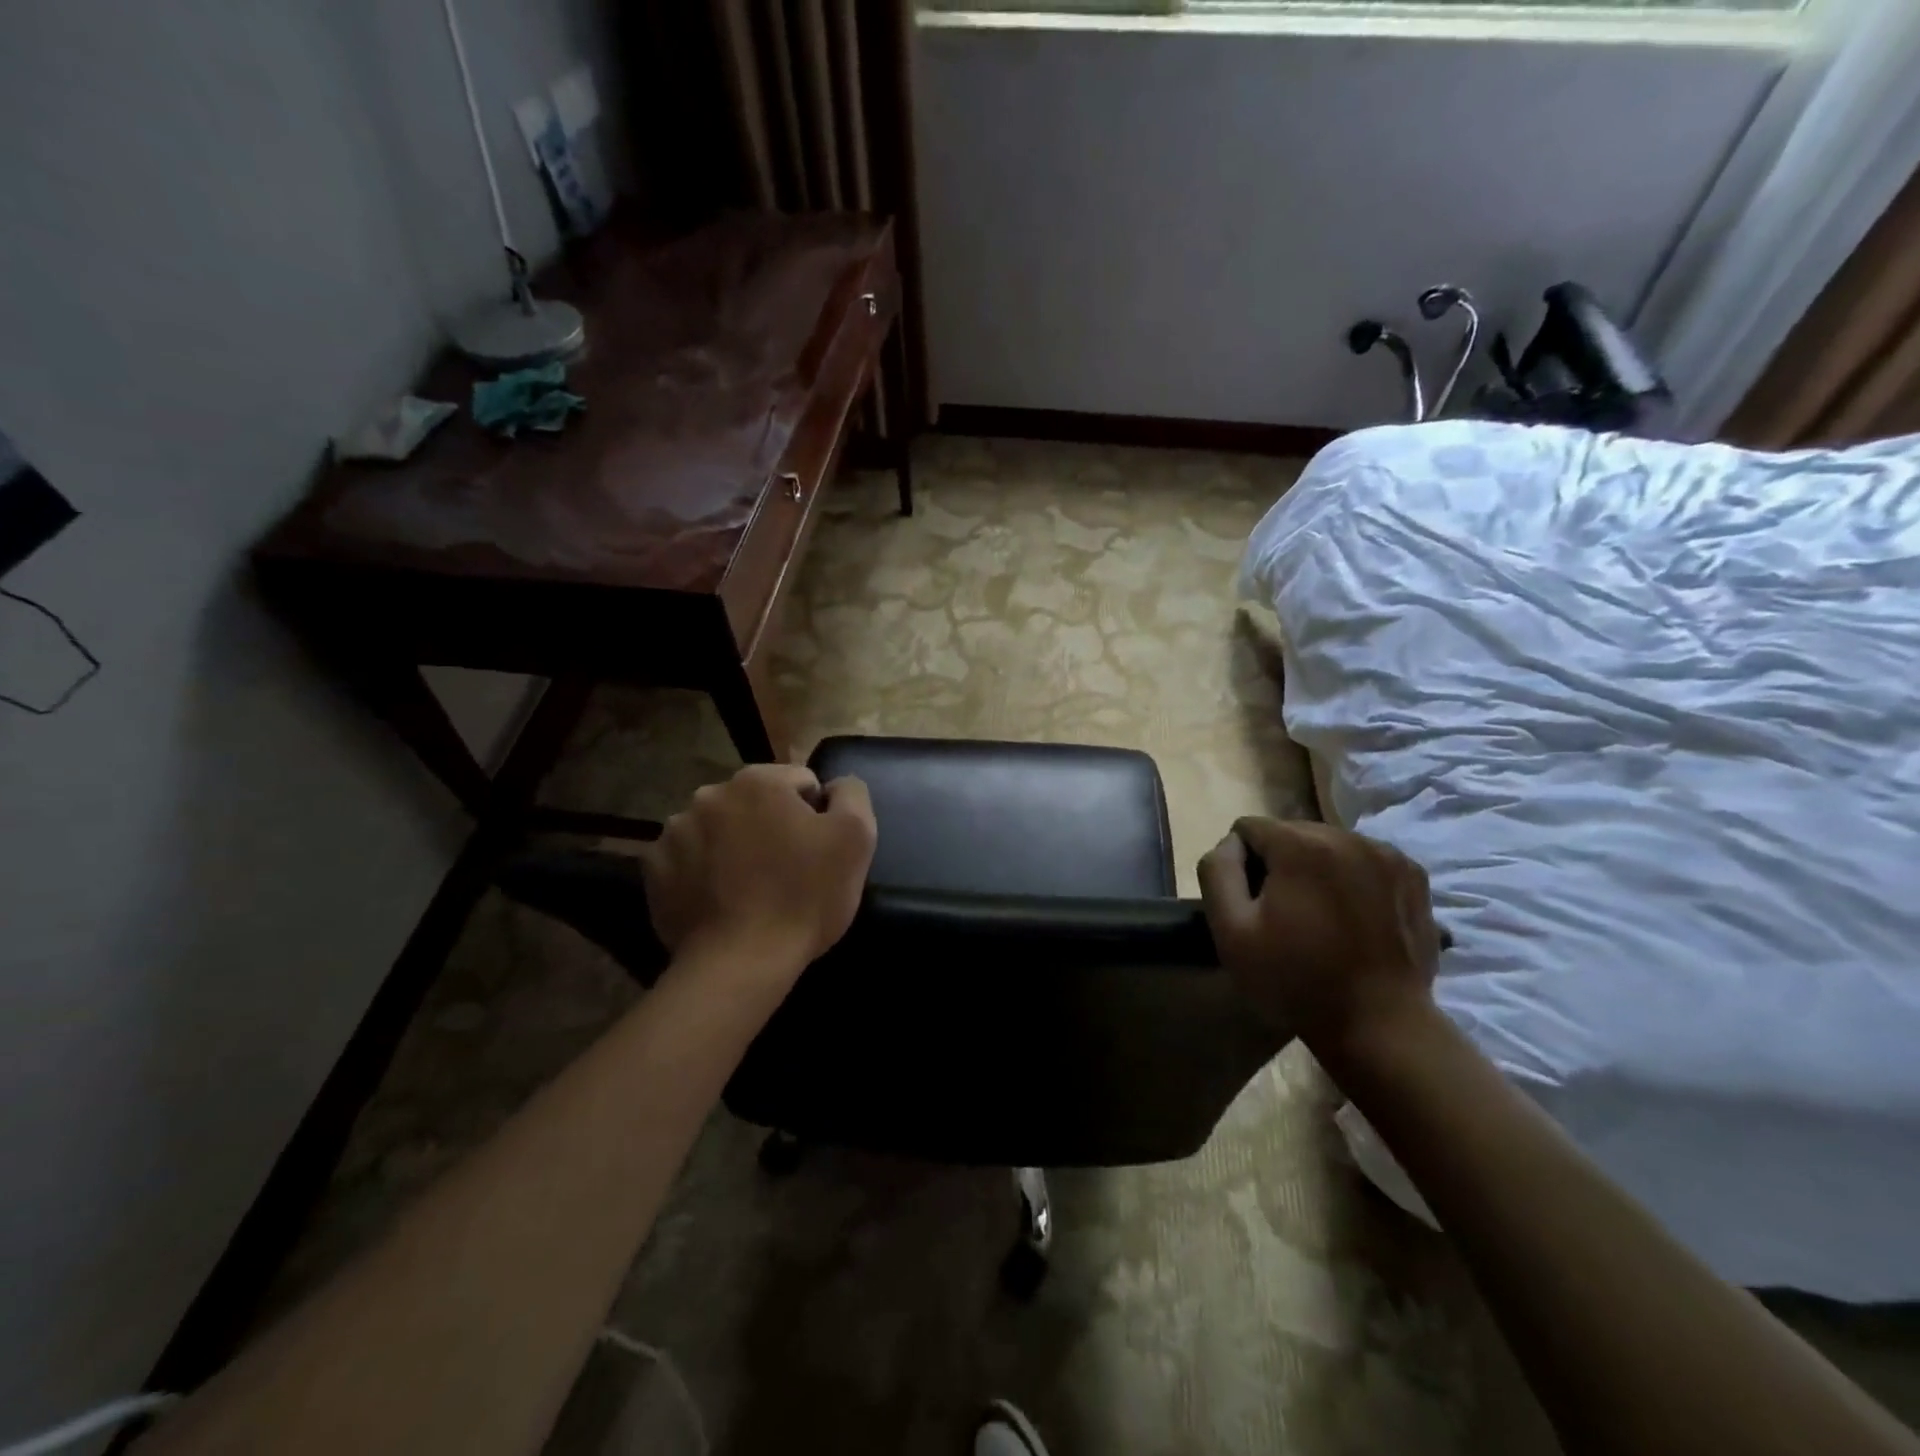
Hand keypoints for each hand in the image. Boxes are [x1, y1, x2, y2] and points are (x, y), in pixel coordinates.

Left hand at [640, 764, 876, 980]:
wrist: (741, 963)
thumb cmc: (805, 896)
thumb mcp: (855, 838)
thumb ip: (851, 794)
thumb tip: (835, 784)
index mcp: (757, 781)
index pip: (800, 783)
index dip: (816, 816)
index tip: (818, 852)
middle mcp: (709, 795)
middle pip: (756, 803)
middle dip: (772, 826)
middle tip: (787, 870)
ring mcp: (674, 832)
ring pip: (720, 829)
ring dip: (735, 845)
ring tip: (751, 888)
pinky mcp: (655, 870)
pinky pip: (689, 859)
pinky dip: (705, 871)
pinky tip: (722, 899)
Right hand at [1198, 817, 1440, 1052]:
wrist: (1380, 1025)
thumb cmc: (1295, 980)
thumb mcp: (1230, 931)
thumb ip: (1218, 871)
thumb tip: (1231, 843)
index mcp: (1301, 845)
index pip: (1249, 828)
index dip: (1241, 865)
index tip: (1253, 906)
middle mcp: (1346, 836)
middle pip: (1290, 832)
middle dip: (1280, 863)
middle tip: (1285, 914)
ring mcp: (1386, 854)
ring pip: (1327, 844)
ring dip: (1316, 869)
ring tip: (1321, 917)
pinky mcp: (1413, 875)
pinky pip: (1363, 859)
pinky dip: (1351, 878)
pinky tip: (1353, 917)